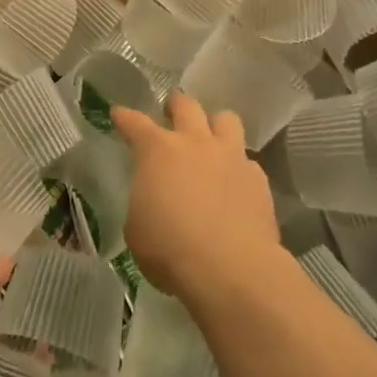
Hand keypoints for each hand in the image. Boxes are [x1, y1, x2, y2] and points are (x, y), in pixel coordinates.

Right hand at [111, 93, 279, 302]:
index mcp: (157, 150)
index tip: (118, 114)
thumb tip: (151, 200)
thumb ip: (143, 202)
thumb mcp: (137, 229)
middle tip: (171, 115)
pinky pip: (248, 162)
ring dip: (215, 126)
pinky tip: (235, 185)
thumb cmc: (171, 249)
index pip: (134, 122)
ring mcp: (230, 157)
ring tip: (211, 141)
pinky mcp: (258, 180)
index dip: (124, 117)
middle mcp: (194, 142)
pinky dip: (239, 168)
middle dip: (176, 105)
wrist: (232, 271)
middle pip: (185, 104)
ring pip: (226, 119)